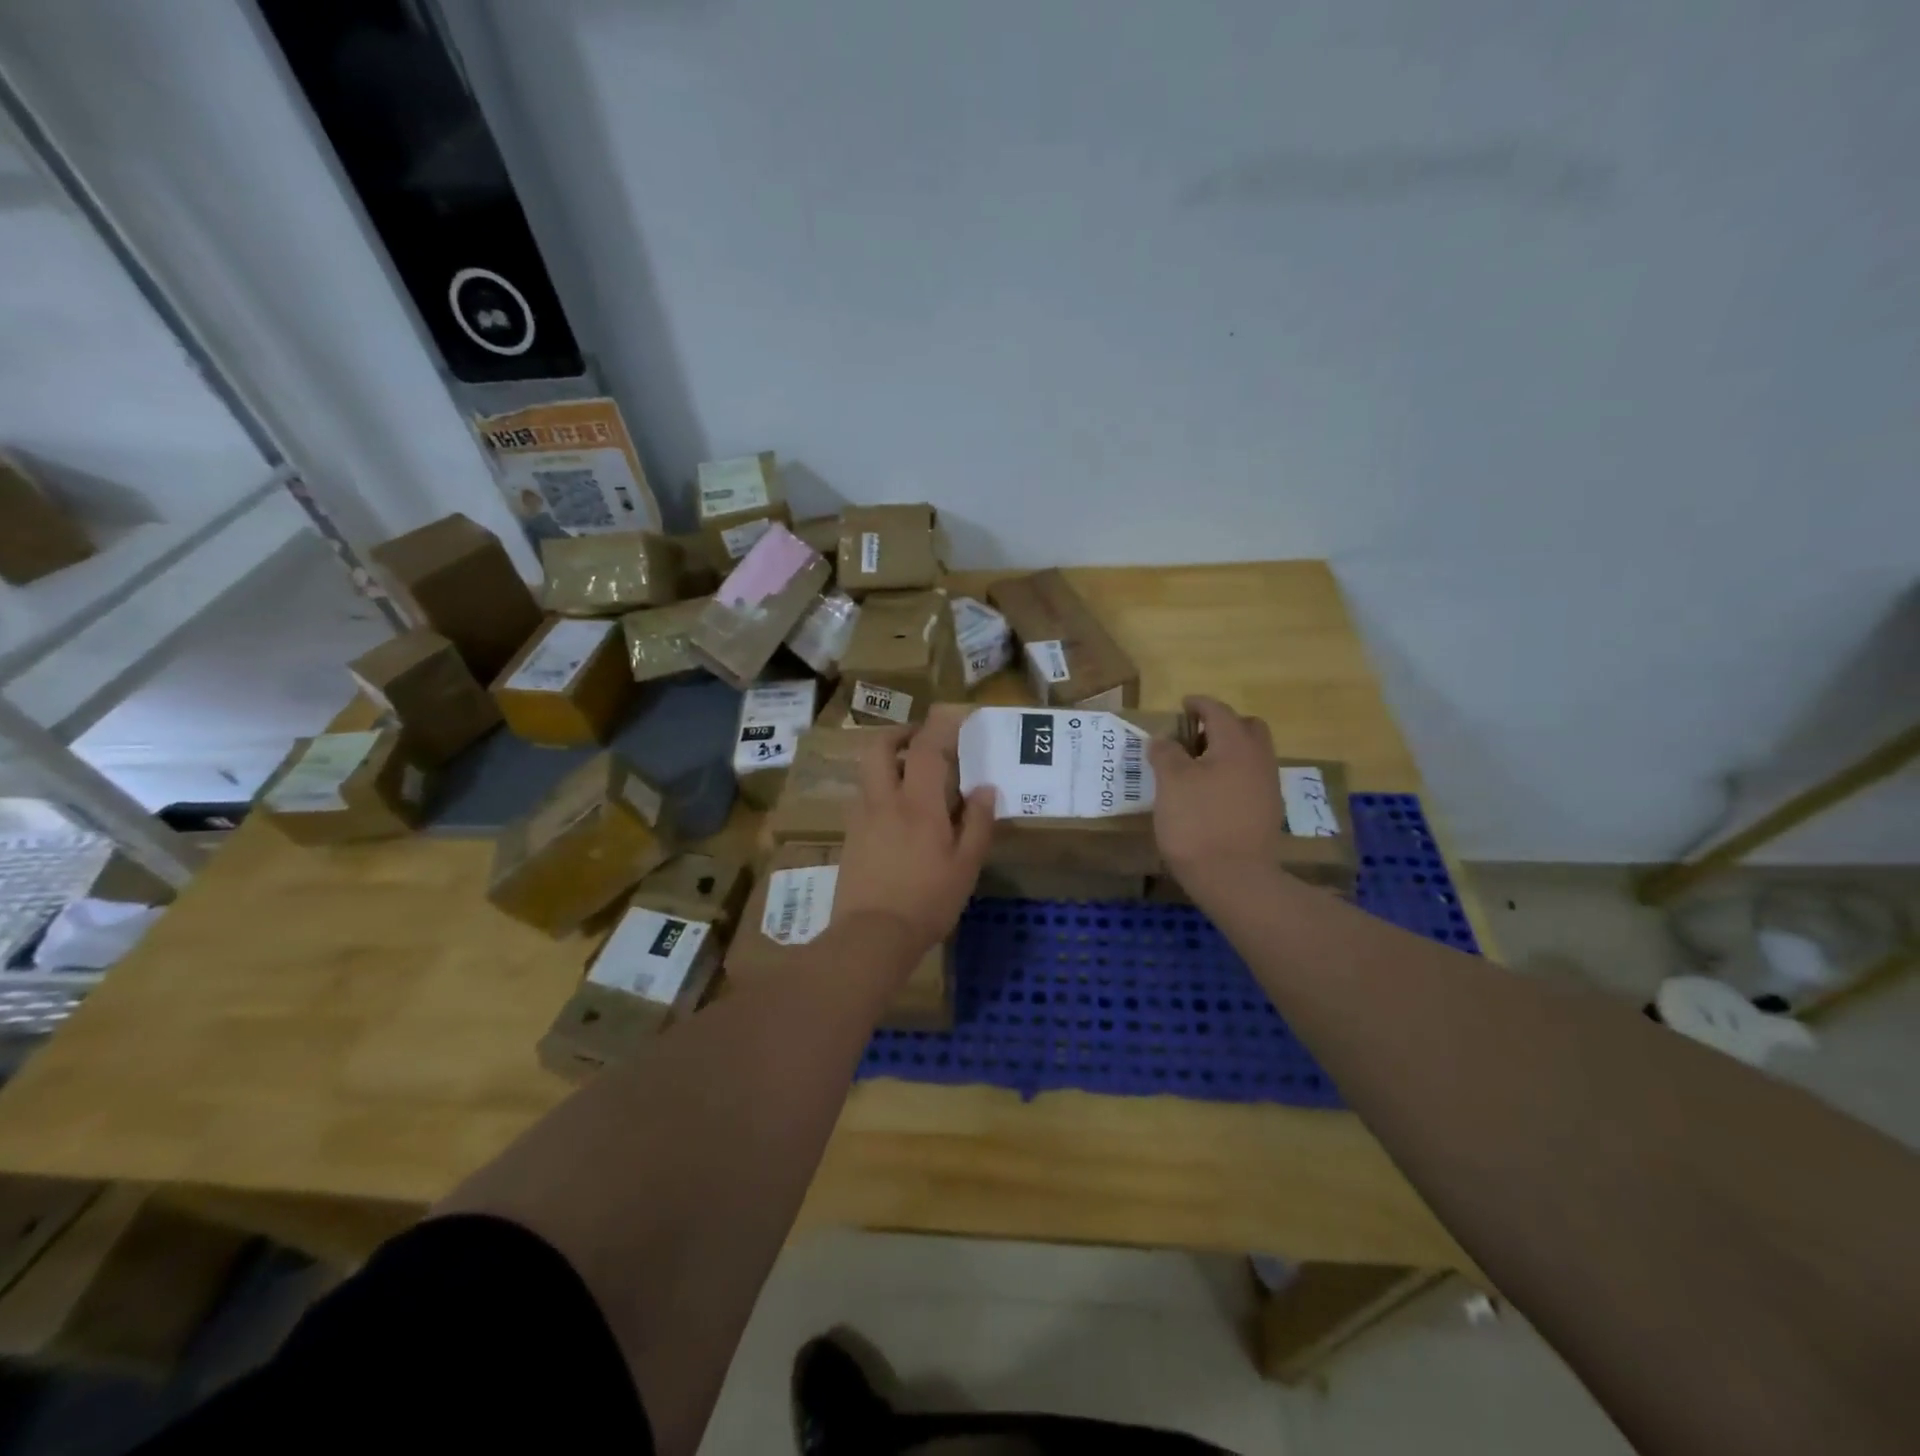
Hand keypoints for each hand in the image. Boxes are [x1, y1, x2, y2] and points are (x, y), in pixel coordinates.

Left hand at [833, 711, 994, 960]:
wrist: (872, 936)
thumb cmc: (927, 901)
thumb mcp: (966, 865)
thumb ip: (977, 823)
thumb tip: (984, 788)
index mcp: (918, 804)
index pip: (926, 748)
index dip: (941, 725)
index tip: (957, 716)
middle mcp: (884, 800)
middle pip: (879, 747)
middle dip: (899, 733)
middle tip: (922, 740)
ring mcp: (861, 817)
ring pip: (868, 772)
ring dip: (888, 760)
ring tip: (913, 777)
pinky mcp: (850, 837)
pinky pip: (864, 797)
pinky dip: (881, 789)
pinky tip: (899, 815)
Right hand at [1149, 696, 1285, 896]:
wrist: (1234, 877)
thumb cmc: (1197, 822)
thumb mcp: (1171, 782)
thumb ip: (1166, 753)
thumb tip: (1163, 739)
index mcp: (1235, 744)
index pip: (1218, 711)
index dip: (1198, 704)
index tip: (1182, 705)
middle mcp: (1258, 759)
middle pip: (1246, 728)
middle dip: (1222, 725)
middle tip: (1194, 737)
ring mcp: (1267, 787)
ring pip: (1251, 754)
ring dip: (1228, 751)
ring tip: (1198, 767)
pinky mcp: (1267, 812)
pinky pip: (1251, 778)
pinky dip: (1233, 774)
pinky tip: (1212, 793)